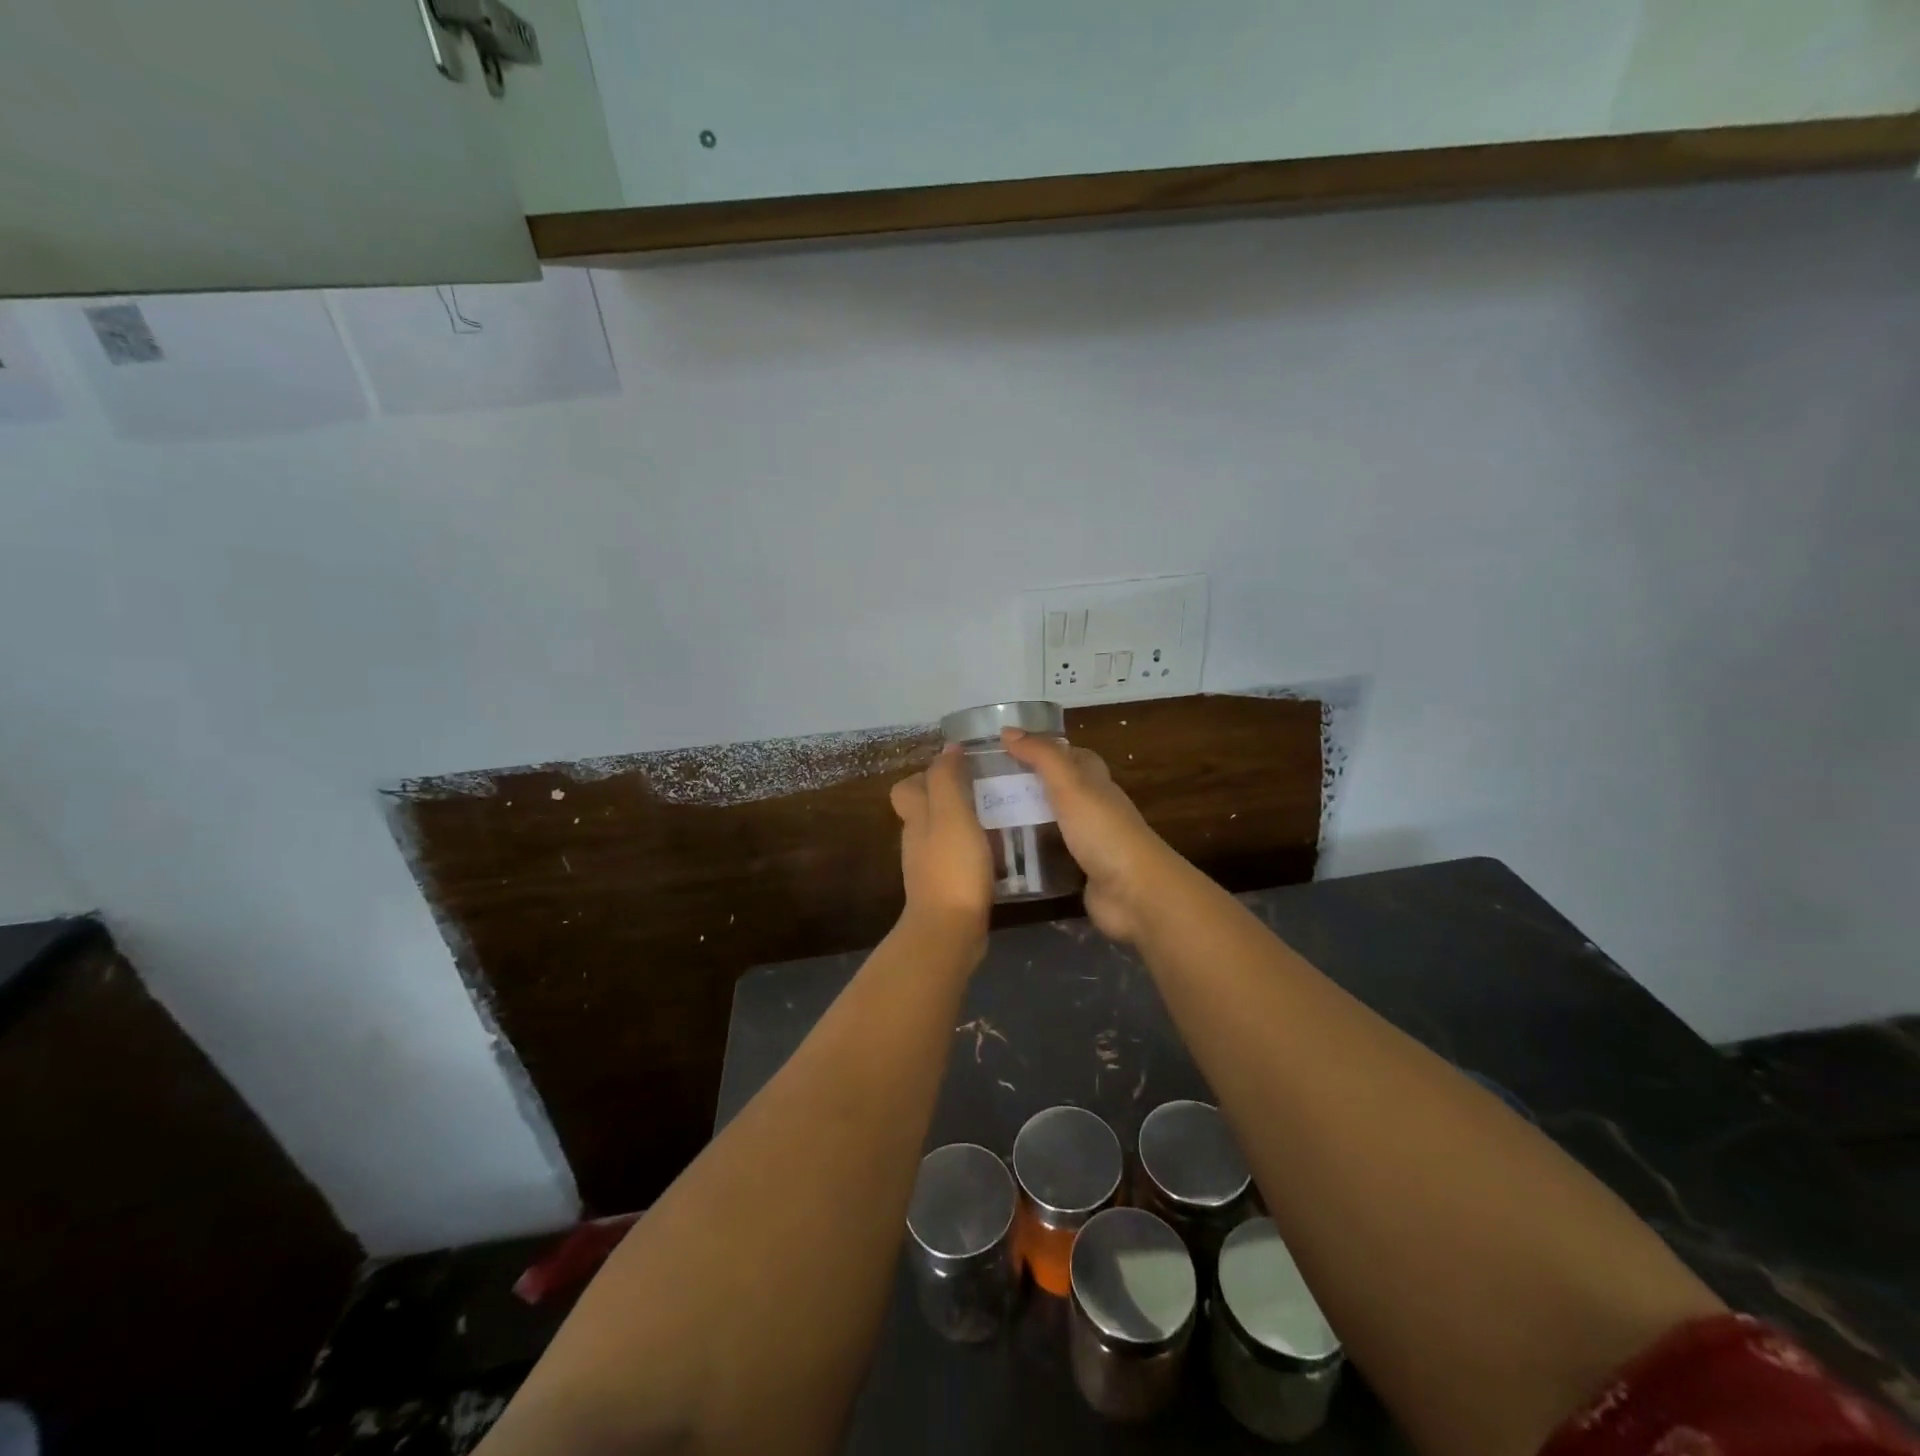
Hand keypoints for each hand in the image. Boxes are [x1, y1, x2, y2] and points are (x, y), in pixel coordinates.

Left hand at [890, 746, 993, 941]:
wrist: (949, 931)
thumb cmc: (952, 867)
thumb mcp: (952, 814)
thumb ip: (947, 779)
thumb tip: (948, 749)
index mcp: (916, 818)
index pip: (907, 788)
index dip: (926, 774)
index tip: (959, 768)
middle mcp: (918, 841)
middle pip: (925, 810)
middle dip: (951, 797)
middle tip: (986, 791)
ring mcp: (930, 868)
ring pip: (943, 835)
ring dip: (965, 824)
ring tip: (998, 818)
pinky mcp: (946, 889)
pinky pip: (957, 859)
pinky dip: (973, 851)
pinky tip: (998, 853)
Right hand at [1000, 729, 1179, 943]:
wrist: (1135, 892)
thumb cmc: (1103, 831)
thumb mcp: (1070, 785)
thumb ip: (1041, 757)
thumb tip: (1008, 730)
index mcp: (1095, 782)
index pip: (1071, 755)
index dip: (1043, 749)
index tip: (1007, 750)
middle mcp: (1094, 808)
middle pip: (1060, 788)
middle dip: (1030, 784)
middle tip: (987, 787)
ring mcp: (1089, 842)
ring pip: (1054, 822)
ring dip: (1029, 819)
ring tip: (988, 819)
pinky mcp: (1082, 872)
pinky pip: (1053, 855)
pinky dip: (1033, 852)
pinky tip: (1007, 855)